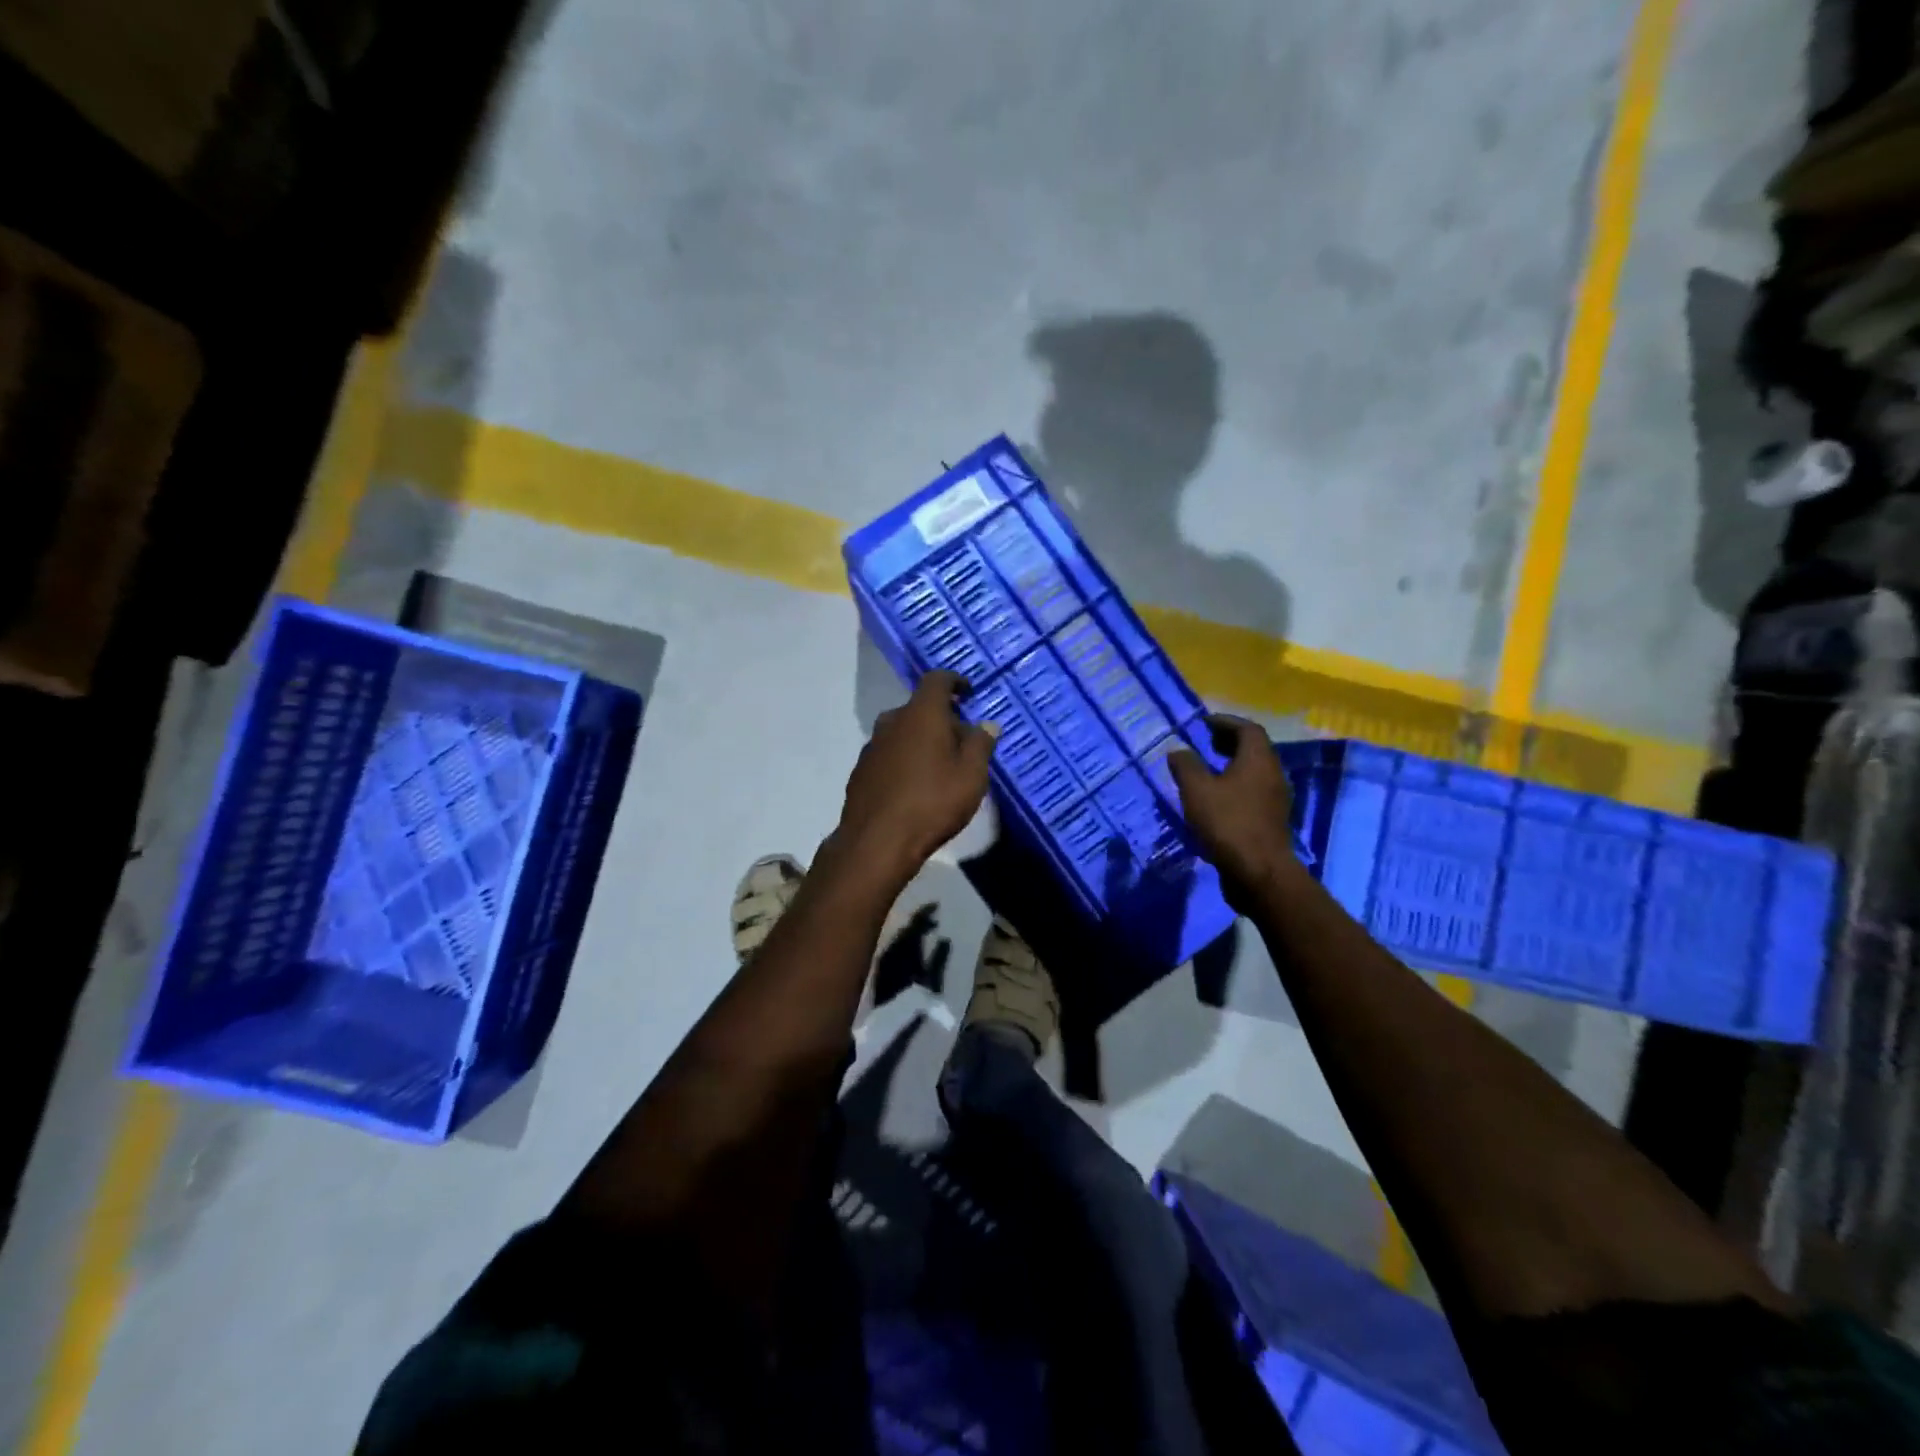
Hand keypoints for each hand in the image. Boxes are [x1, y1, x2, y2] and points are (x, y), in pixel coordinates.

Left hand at [833, 671, 998, 884]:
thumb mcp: (971, 776)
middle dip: (943, 719)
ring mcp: (872, 746)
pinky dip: (906, 760)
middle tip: (963, 742)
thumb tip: (987, 724)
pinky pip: (890, 754)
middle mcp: (892, 721)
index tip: (969, 693)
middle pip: (920, 708)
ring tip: (942, 767)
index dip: (955, 682)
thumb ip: (981, 744)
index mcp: (921, 714)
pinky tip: (916, 786)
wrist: (877, 842)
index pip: (937, 680)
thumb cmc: (933, 802)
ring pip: (903, 732)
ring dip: (922, 740)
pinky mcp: (861, 771)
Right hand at [1168, 716, 1297, 899]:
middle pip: (1254, 749)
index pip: (1247, 729)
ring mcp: (1275, 800)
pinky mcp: (1270, 821)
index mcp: (1258, 760)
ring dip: (1231, 765)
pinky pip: (1252, 792)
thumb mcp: (1197, 790)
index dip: (1225, 722)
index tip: (1203, 723)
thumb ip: (1186, 765)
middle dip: (1228, 742)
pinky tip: (1214, 799)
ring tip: (1205, 769)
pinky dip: (1234, 786)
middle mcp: (1272, 774)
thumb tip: (1178, 750)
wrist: (1258, 872)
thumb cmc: (1228, 823)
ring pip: (1254, 772)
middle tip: (1204, 742)